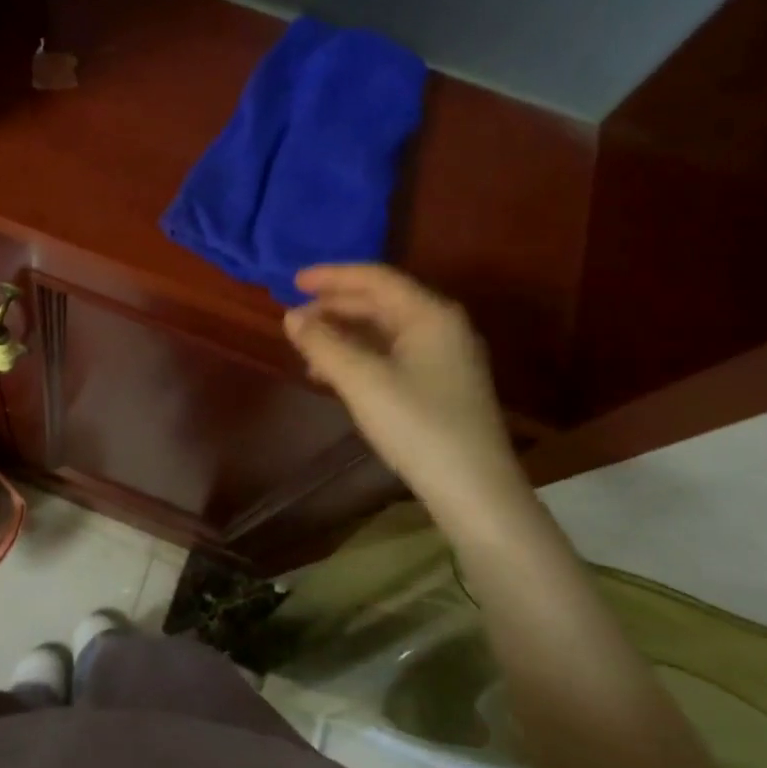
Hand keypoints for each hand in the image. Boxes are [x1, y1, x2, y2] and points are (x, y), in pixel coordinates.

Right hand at [284, 264, 529, 535]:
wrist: (475, 491)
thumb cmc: (417, 425)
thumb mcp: (361, 380)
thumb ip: (323, 343)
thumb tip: (291, 317)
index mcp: (429, 314)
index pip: (375, 278)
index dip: (332, 276)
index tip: (293, 281)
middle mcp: (442, 326)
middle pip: (380, 302)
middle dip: (335, 307)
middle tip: (295, 317)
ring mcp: (445, 357)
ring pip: (384, 330)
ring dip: (344, 334)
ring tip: (307, 348)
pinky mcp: (441, 385)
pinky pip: (392, 354)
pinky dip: (360, 356)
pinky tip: (334, 375)